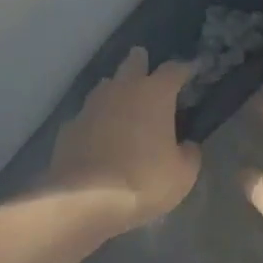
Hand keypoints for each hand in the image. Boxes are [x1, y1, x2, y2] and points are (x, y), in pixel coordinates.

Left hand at [48, 48, 199, 229]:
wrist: (84, 200)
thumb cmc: (143, 181)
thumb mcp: (183, 175)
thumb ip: (189, 153)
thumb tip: (186, 145)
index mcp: (154, 93)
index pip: (174, 69)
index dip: (185, 69)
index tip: (192, 71)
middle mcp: (122, 89)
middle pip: (132, 63)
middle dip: (141, 62)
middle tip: (147, 69)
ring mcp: (91, 105)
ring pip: (106, 86)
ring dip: (116, 90)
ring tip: (123, 104)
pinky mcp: (70, 126)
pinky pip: (87, 115)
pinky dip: (96, 121)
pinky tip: (98, 136)